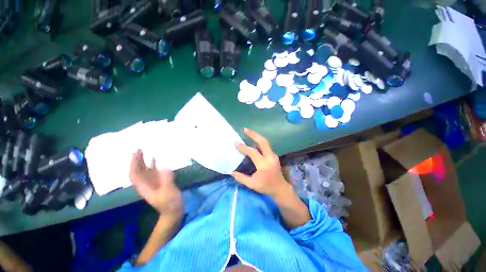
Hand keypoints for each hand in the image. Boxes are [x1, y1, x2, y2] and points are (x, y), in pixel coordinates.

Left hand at [129, 150, 182, 215]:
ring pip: (146, 170)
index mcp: (144, 187)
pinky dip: (154, 164)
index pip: (134, 175)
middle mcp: (147, 183)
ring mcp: (154, 182)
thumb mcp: (168, 193)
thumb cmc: (169, 203)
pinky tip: (158, 158)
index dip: (133, 164)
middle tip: (140, 149)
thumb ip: (166, 180)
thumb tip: (165, 167)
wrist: (174, 210)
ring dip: (145, 161)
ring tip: (147, 151)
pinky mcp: (161, 181)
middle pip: (138, 171)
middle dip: (137, 160)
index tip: (136, 154)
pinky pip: (155, 171)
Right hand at [233, 128, 291, 198]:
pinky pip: (266, 146)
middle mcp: (270, 157)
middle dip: (254, 134)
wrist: (280, 189)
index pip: (253, 152)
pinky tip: (253, 142)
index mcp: (264, 165)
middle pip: (263, 142)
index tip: (236, 143)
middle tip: (245, 129)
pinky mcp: (274, 156)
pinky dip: (259, 142)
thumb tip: (232, 172)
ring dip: (256, 137)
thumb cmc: (266, 187)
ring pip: (265, 143)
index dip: (244, 147)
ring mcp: (273, 155)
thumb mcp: (252, 184)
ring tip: (248, 133)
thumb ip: (241, 178)